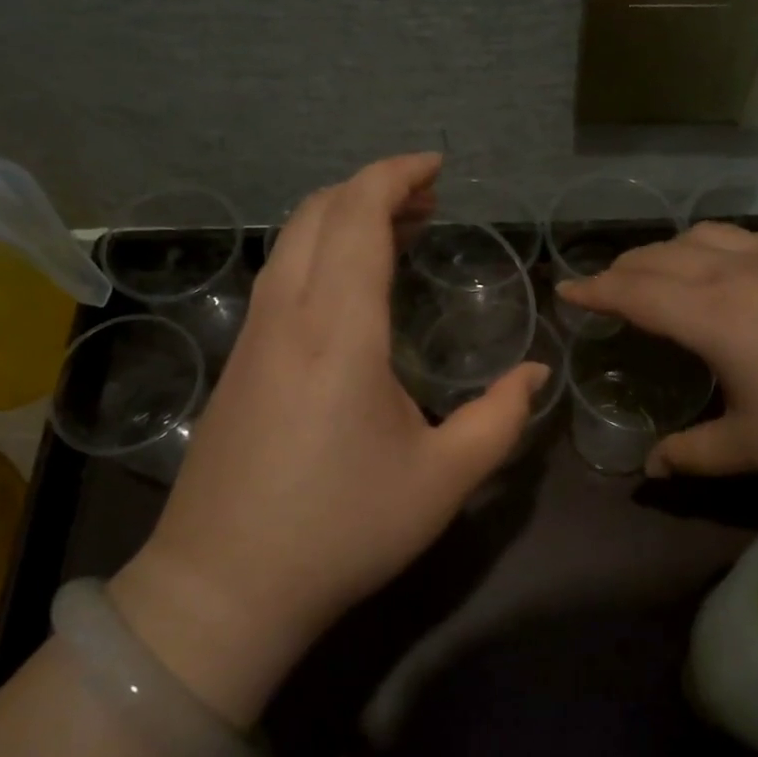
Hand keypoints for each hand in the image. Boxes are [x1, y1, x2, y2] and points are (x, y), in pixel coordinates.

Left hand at [111, 154, 546, 723]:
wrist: (223, 587)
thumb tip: (534, 374)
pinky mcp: (237, 364)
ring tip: (397, 233)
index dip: (395, 176)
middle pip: (318, 212)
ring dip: (343, 218)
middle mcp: (287, 316)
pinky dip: (320, 253)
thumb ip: (500, 418)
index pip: (357, 216)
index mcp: (338, 331)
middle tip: (428, 201)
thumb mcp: (443, 480)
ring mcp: (252, 338)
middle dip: (373, 188)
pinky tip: (351, 289)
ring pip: (292, 242)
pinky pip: (280, 277)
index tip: (436, 169)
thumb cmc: (342, 531)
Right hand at [556, 222, 757, 482]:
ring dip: (668, 250)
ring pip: (705, 236)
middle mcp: (737, 274)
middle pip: (661, 257)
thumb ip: (692, 454)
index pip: (634, 292)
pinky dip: (723, 244)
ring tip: (657, 273)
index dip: (594, 290)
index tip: (564, 291)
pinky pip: (753, 238)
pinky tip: (732, 262)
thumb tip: (650, 468)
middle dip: (622, 270)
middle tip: (602, 290)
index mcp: (712, 314)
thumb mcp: (752, 447)